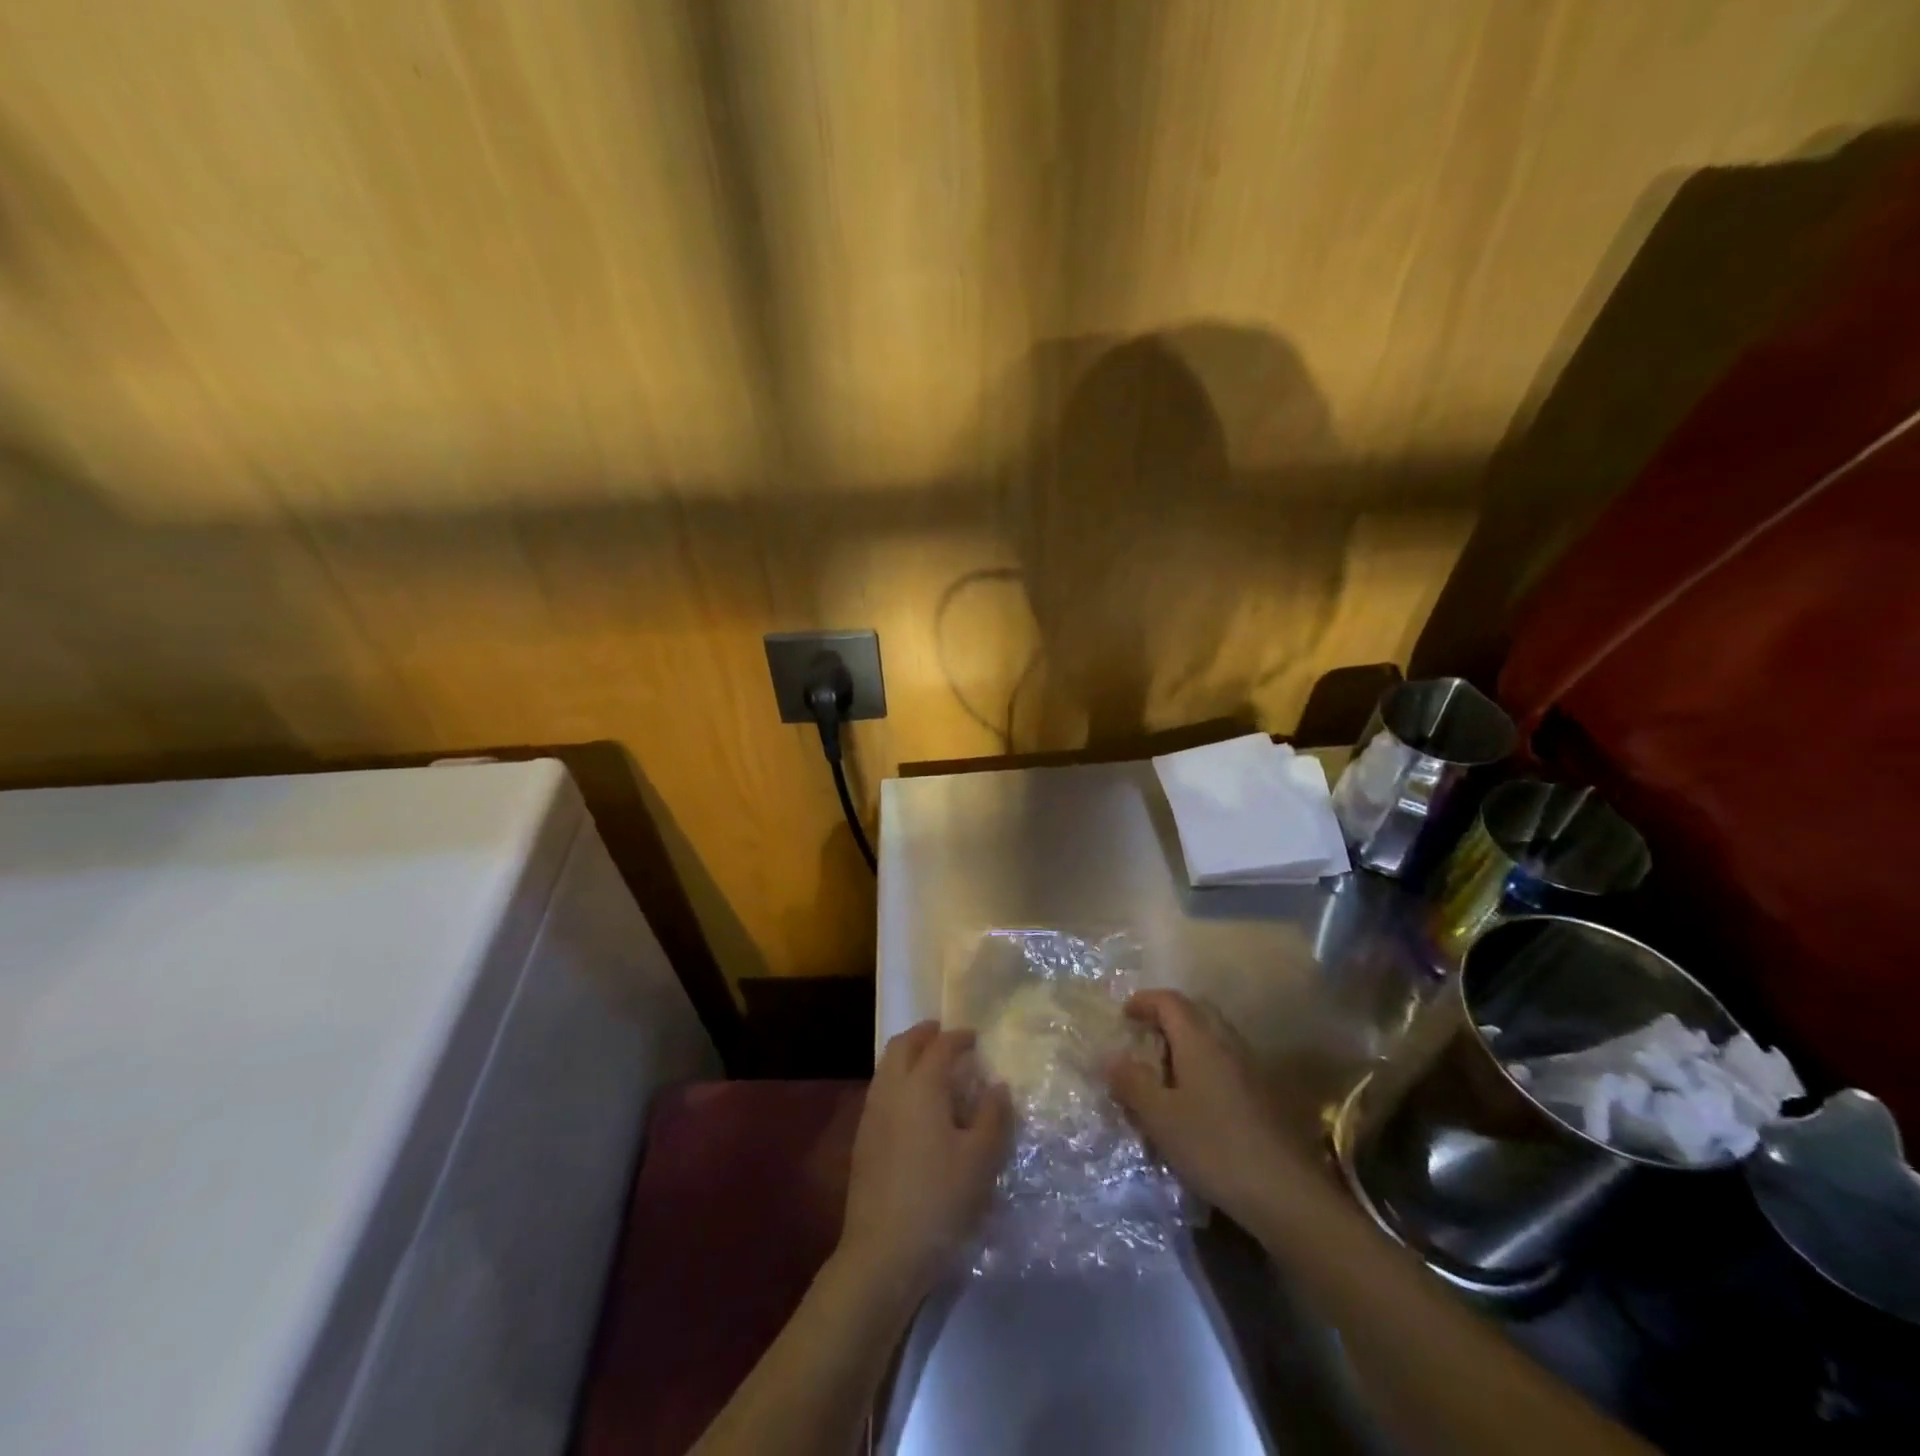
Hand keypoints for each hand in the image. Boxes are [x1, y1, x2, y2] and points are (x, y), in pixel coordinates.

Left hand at [838, 1021, 1012, 1301]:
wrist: (882, 1252)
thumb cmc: (940, 1199)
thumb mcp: (981, 1159)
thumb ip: (993, 1116)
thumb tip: (997, 1086)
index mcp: (921, 1086)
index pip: (940, 1047)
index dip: (958, 1037)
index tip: (974, 1037)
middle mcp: (891, 1090)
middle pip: (902, 1046)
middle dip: (923, 1034)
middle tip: (944, 1035)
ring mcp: (871, 1114)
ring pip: (886, 1066)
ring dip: (907, 1055)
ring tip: (930, 1065)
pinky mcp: (863, 1139)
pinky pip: (881, 1090)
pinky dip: (897, 1079)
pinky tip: (914, 1103)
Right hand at [1106, 989, 1303, 1227]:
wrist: (1285, 1192)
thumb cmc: (1213, 1146)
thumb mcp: (1160, 1117)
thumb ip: (1132, 1083)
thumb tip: (1111, 1057)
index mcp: (1199, 1039)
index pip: (1169, 1001)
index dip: (1144, 1001)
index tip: (1124, 1014)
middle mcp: (1227, 1042)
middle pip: (1196, 1010)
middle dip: (1168, 1015)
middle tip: (1145, 1035)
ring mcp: (1251, 1067)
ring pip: (1215, 1035)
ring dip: (1189, 1040)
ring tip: (1166, 1067)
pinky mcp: (1265, 1093)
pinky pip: (1227, 1060)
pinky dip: (1206, 1063)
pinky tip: (1197, 1096)